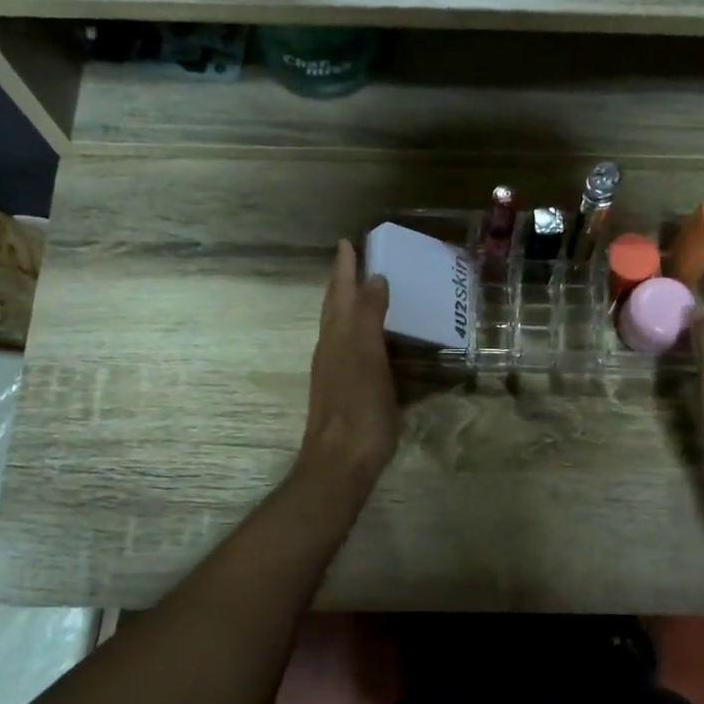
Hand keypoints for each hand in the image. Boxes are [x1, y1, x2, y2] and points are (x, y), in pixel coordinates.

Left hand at [298, 239, 398, 494]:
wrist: (340, 461)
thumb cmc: (358, 406)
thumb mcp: (367, 356)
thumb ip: (369, 316)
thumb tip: (373, 278)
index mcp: (337, 336)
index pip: (340, 293)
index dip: (345, 268)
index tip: (348, 242)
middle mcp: (331, 349)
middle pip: (334, 308)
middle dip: (342, 283)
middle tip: (353, 260)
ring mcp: (334, 372)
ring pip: (339, 328)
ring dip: (348, 306)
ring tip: (363, 292)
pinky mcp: (344, 392)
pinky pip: (350, 349)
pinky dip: (359, 333)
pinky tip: (370, 341)